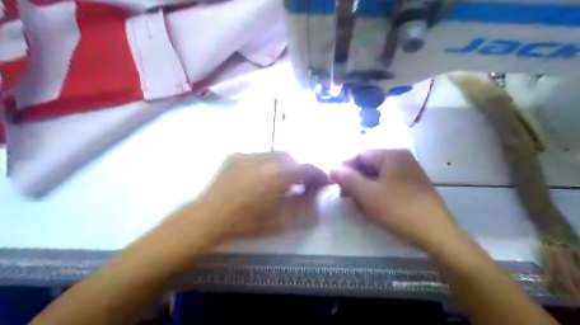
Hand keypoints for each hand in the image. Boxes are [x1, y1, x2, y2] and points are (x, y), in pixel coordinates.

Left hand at [199, 151, 328, 237]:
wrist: (208, 218)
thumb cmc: (246, 223)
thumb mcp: (280, 221)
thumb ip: (304, 208)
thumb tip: (317, 196)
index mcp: (277, 175)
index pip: (306, 168)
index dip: (319, 174)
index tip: (324, 182)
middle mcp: (264, 159)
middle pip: (291, 158)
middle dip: (299, 169)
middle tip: (300, 184)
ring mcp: (247, 155)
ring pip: (274, 155)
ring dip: (283, 166)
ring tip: (280, 182)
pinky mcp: (235, 156)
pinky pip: (258, 156)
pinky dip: (267, 165)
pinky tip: (260, 179)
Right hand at [333, 149, 460, 251]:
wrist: (436, 234)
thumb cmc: (398, 210)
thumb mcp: (367, 194)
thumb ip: (347, 179)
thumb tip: (332, 168)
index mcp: (392, 155)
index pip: (360, 154)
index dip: (344, 167)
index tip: (333, 182)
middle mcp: (402, 159)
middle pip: (369, 164)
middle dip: (354, 179)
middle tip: (344, 195)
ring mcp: (409, 173)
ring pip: (378, 176)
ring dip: (364, 187)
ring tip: (357, 203)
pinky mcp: (413, 187)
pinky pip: (388, 184)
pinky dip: (376, 192)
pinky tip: (373, 206)